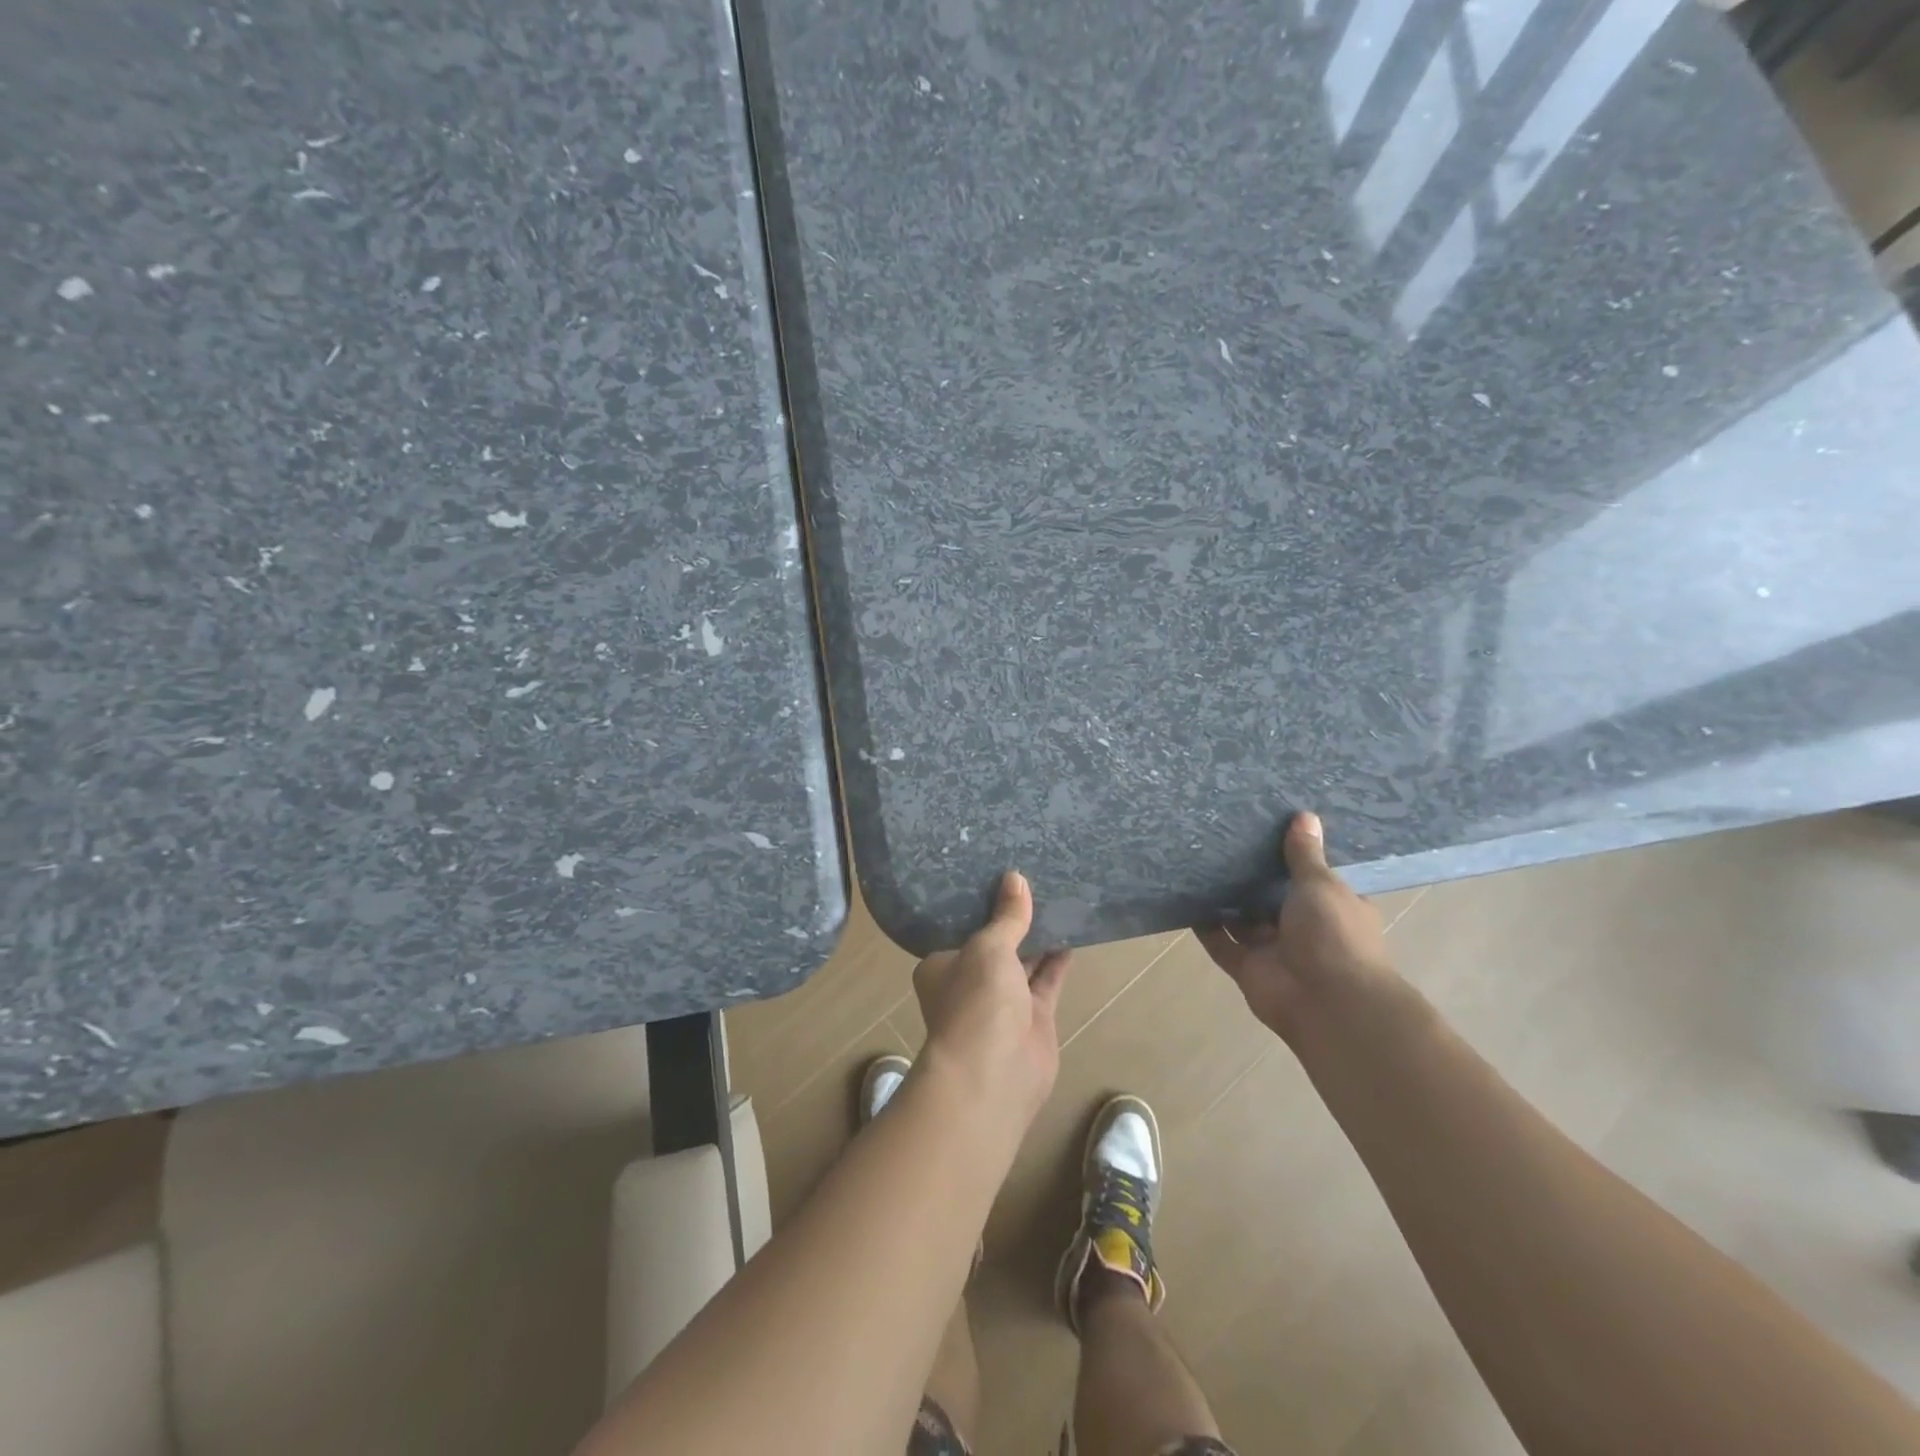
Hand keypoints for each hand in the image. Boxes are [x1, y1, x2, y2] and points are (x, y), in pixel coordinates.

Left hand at [913, 871, 1071, 1143]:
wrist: (994, 1074)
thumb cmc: (976, 1000)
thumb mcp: (988, 946)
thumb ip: (1006, 916)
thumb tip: (1015, 878)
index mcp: (942, 965)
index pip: (959, 927)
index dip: (979, 904)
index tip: (997, 875)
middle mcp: (969, 982)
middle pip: (993, 944)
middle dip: (1012, 920)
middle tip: (1034, 880)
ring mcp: (1001, 1003)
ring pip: (1022, 962)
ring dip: (1038, 938)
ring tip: (1057, 899)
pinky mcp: (1033, 1018)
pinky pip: (1046, 981)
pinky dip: (1057, 961)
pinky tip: (1072, 933)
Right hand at [1198, 812, 1397, 1045]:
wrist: (1327, 1002)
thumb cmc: (1334, 935)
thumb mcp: (1321, 885)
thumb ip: (1304, 855)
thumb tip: (1304, 815)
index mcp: (1334, 907)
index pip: (1313, 878)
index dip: (1295, 857)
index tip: (1270, 829)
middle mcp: (1304, 928)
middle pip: (1273, 898)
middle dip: (1253, 877)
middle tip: (1224, 840)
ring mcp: (1274, 949)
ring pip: (1244, 920)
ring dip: (1226, 900)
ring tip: (1199, 864)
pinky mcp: (1247, 967)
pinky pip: (1221, 942)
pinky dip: (1205, 925)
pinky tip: (1186, 899)